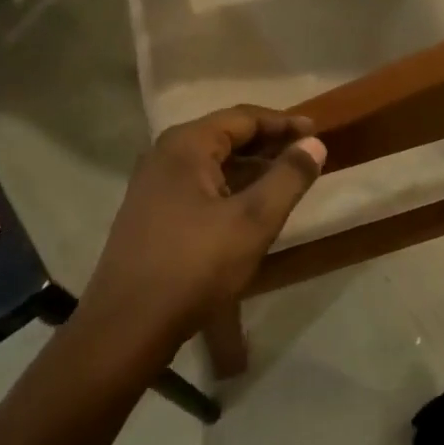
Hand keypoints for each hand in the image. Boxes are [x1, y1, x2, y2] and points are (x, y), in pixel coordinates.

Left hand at [69, 106, 325, 374]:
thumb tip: (314, 144)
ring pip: (212, 163)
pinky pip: (199, 185)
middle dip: (267, 143)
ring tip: (285, 179)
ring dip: (250, 167)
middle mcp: (164, 155)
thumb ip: (288, 178)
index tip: (317, 131)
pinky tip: (250, 206)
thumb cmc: (194, 266)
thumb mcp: (253, 221)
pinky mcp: (151, 213)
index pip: (243, 117)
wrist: (126, 327)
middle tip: (305, 154)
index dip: (283, 123)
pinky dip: (230, 186)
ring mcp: (153, 185)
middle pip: (225, 135)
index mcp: (185, 145)